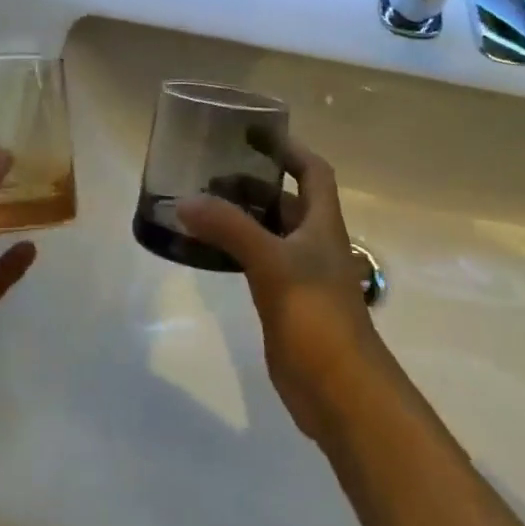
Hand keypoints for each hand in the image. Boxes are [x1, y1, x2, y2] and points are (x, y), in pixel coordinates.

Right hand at [177, 138, 387, 443]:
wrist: (340, 392)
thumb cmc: (316, 316)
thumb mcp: (272, 263)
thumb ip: (229, 228)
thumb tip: (184, 201)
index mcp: (322, 224)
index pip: (312, 171)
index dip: (289, 149)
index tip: (254, 133)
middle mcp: (313, 243)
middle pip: (285, 200)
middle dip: (252, 181)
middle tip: (209, 170)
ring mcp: (298, 274)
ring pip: (268, 232)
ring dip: (240, 216)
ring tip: (199, 202)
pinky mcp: (283, 302)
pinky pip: (256, 262)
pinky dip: (234, 249)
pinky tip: (206, 248)